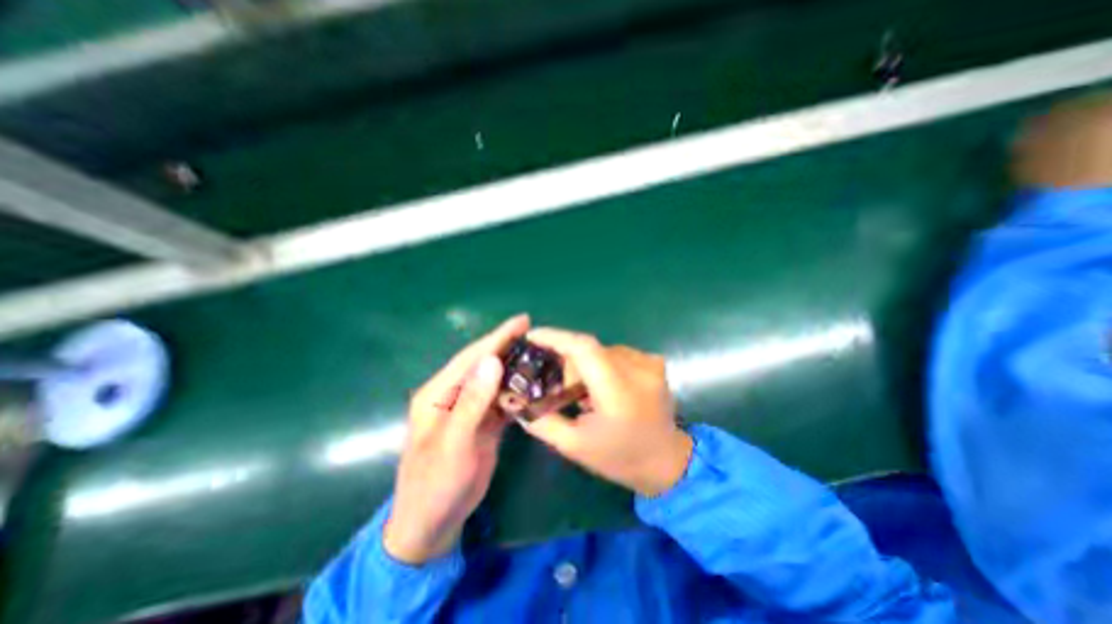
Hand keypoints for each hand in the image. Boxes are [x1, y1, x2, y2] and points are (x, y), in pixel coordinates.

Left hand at [383, 313, 528, 561]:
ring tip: (540, 354)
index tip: (522, 321)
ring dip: (515, 367)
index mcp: (438, 393)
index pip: (472, 357)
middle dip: (508, 347)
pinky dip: (517, 390)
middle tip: (536, 334)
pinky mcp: (483, 423)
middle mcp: (454, 395)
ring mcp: (470, 409)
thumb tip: (491, 361)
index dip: (497, 337)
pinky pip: (502, 400)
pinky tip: (534, 384)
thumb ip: (471, 402)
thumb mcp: (452, 444)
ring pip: (495, 380)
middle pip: (484, 364)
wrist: (433, 524)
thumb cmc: (435, 485)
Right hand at [520, 326, 690, 496]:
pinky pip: (615, 353)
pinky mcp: (653, 361)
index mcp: (619, 392)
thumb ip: (541, 420)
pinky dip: (600, 365)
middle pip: (589, 349)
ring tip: (581, 391)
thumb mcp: (574, 445)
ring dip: (584, 365)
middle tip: (557, 384)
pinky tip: (601, 387)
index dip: (555, 337)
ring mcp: (649, 362)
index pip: (584, 348)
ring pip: (601, 350)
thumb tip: (513, 398)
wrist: (667, 461)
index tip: (531, 336)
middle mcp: (638, 369)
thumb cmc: (620, 458)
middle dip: (567, 362)